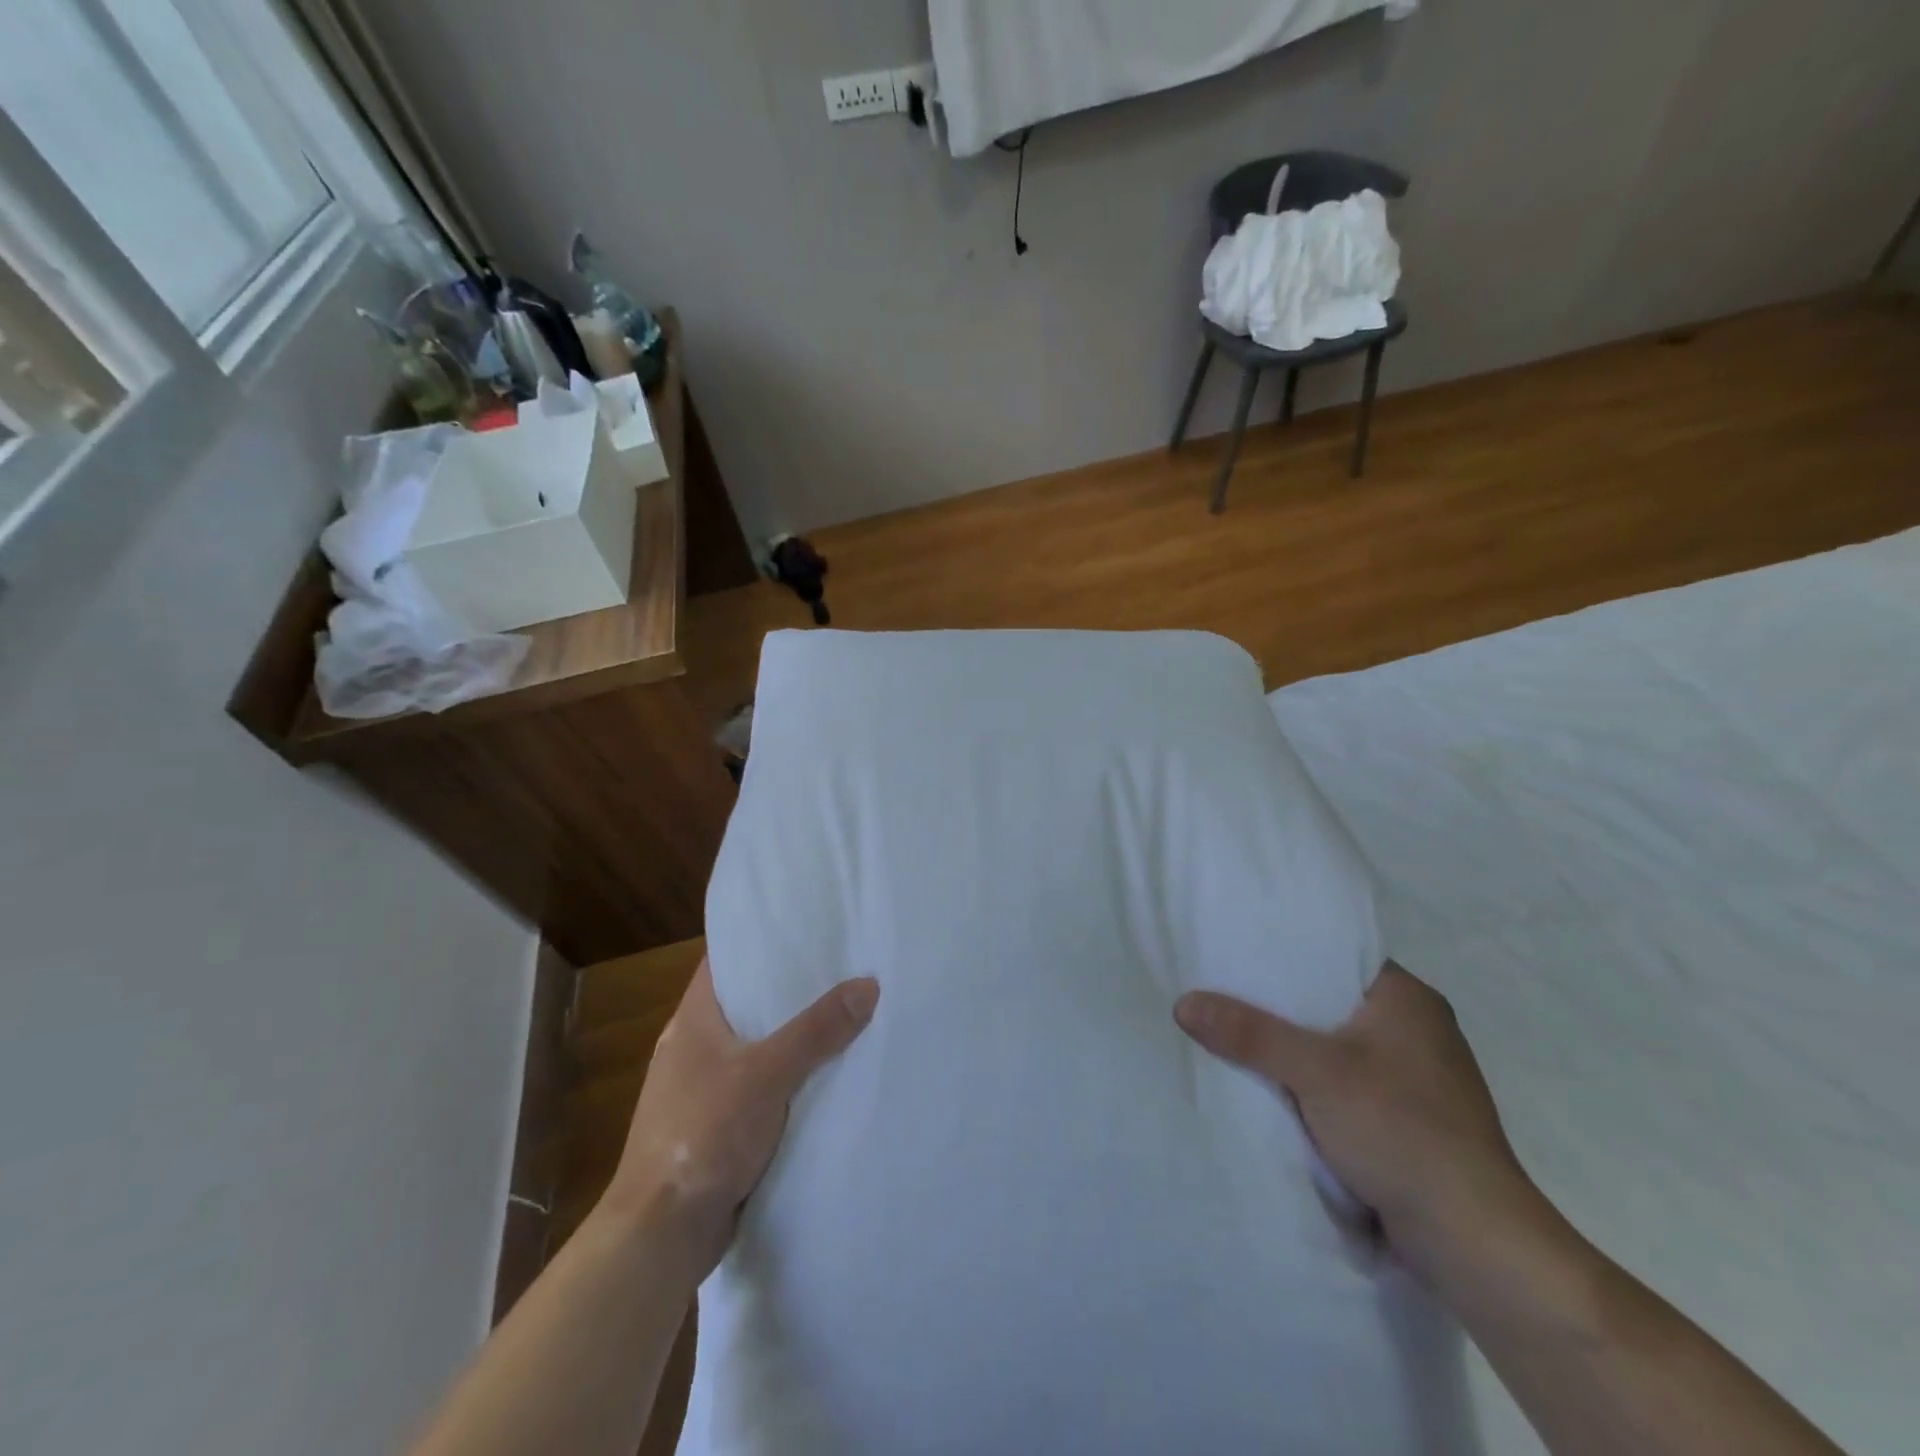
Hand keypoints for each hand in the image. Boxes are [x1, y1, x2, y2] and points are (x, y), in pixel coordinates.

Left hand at [603, 958, 878, 1281]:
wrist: (662, 1235)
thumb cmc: (703, 1135)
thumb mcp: (767, 1074)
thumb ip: (817, 1030)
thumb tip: (868, 983)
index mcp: (693, 1021)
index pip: (727, 962)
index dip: (762, 942)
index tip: (808, 928)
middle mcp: (695, 1048)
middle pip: (749, 1004)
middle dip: (791, 990)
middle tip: (843, 967)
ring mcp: (705, 1089)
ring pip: (759, 1048)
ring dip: (794, 1038)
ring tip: (847, 1012)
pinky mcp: (719, 1126)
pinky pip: (763, 1087)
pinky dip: (790, 1079)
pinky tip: (828, 1075)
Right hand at [1175, 962, 1541, 1277]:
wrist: (1474, 1241)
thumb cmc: (1402, 1131)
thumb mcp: (1315, 1072)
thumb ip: (1249, 1034)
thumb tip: (1183, 1003)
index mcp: (1408, 999)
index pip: (1335, 955)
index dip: (1284, 952)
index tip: (1234, 951)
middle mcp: (1416, 1030)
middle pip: (1329, 1002)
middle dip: (1278, 1006)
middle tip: (1219, 991)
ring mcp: (1414, 1079)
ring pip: (1334, 1048)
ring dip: (1292, 1050)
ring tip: (1231, 1033)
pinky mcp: (1407, 1122)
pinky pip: (1343, 1086)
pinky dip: (1310, 1085)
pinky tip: (1268, 1085)